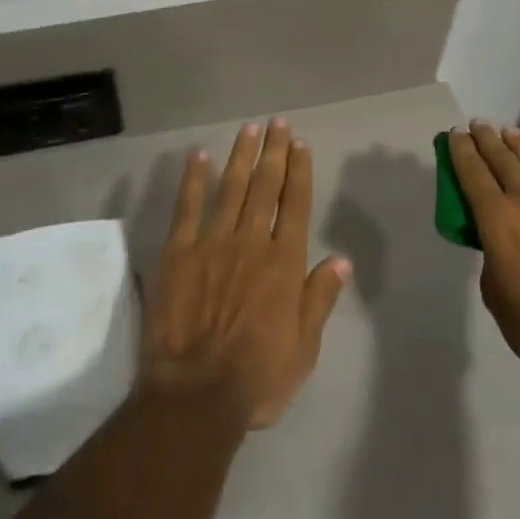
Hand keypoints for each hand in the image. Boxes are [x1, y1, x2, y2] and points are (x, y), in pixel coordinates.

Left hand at [141, 119, 351, 428]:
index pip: (295, 204)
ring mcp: (212, 242)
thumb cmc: (257, 377)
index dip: (299, 171)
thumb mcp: (304, 348)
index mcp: (283, 263)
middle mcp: (251, 242)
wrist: (196, 395)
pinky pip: (187, 208)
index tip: (300, 143)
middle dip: (274, 152)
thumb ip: (320, 298)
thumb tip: (341, 259)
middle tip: (278, 123)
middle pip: (265, 186)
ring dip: (241, 156)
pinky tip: (198, 157)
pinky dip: (193, 180)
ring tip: (249, 129)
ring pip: (231, 188)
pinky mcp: (178, 252)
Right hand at [448, 120, 519, 368]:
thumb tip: (502, 242)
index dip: (462, 150)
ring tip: (510, 132)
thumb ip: (493, 254)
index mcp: (496, 219)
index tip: (456, 133)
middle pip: (504, 160)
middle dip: (488, 140)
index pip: (473, 173)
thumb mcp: (492, 288)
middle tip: (479, 124)